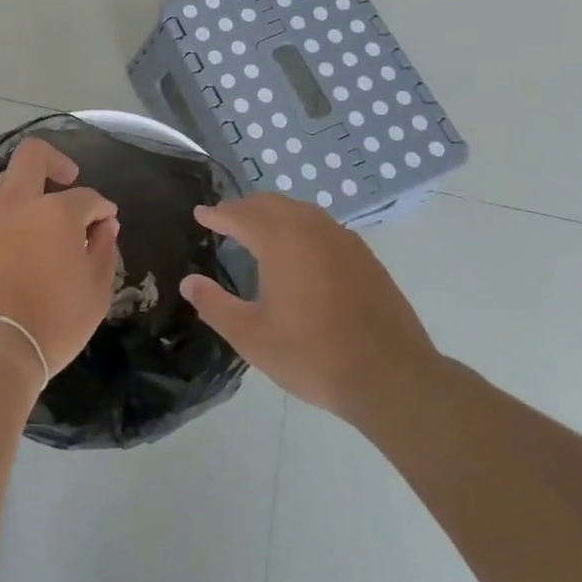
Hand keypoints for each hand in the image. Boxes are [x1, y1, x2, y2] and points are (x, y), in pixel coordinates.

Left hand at [0, 138, 119, 378]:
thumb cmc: (51, 322)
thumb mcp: (95, 292)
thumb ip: (103, 251)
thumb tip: (105, 225)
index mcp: (55, 211)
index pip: (86, 196)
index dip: (102, 206)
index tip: (107, 220)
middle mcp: (17, 201)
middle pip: (33, 155)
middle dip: (55, 160)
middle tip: (68, 181)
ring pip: (4, 181)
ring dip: (25, 189)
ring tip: (39, 219)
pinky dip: (4, 214)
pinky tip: (13, 240)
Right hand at [182, 195, 440, 437]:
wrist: (392, 377)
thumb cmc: (313, 355)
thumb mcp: (252, 337)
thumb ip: (215, 306)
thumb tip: (189, 282)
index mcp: (281, 241)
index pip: (240, 215)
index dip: (217, 214)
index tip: (201, 214)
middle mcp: (312, 229)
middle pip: (271, 204)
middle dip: (244, 208)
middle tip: (225, 219)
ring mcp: (344, 241)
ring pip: (300, 212)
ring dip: (274, 214)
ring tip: (258, 230)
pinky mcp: (365, 258)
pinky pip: (323, 227)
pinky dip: (301, 227)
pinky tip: (300, 251)